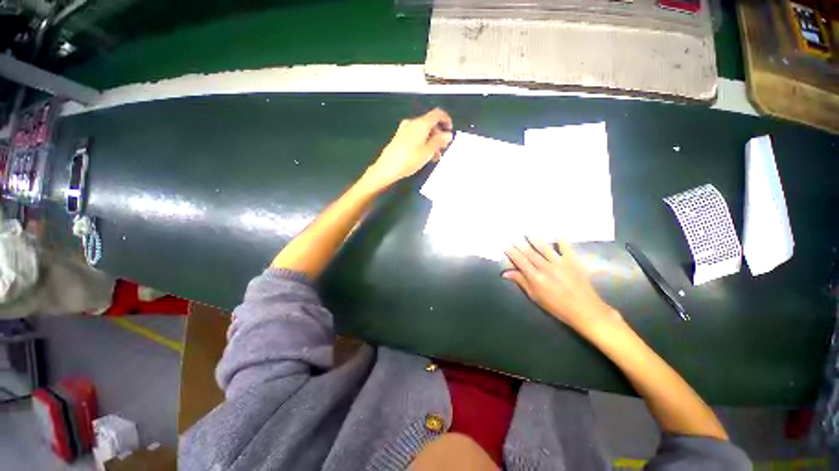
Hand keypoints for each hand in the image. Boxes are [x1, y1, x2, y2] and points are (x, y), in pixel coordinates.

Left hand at [364, 108, 452, 189]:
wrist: (387, 167)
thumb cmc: (410, 159)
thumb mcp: (428, 151)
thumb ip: (439, 141)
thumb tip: (448, 135)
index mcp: (421, 123)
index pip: (437, 114)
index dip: (446, 120)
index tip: (450, 131)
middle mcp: (412, 123)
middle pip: (429, 123)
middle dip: (438, 134)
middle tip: (443, 147)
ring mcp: (404, 130)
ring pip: (422, 131)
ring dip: (431, 140)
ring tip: (435, 155)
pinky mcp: (399, 138)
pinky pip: (415, 136)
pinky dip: (422, 142)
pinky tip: (424, 155)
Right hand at [503, 238, 622, 333]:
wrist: (585, 310)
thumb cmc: (557, 306)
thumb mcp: (535, 297)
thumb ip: (521, 282)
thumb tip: (505, 273)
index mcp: (536, 278)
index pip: (520, 261)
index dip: (511, 252)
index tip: (505, 244)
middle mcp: (546, 267)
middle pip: (530, 252)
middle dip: (519, 243)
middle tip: (512, 234)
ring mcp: (560, 263)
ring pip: (544, 248)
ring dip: (535, 239)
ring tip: (528, 231)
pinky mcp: (573, 261)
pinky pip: (566, 248)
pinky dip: (562, 241)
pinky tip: (557, 234)